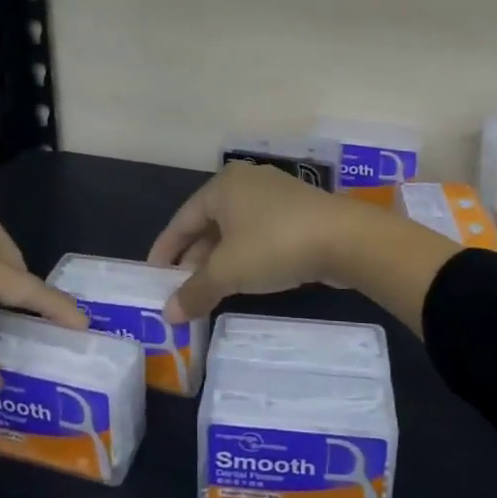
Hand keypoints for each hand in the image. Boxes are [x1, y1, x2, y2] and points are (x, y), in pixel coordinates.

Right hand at [151, 163, 459, 332]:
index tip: (152, 275)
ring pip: (235, 230)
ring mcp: (275, 195)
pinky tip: (243, 280)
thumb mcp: (228, 272)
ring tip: (207, 291)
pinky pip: (258, 234)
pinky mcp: (297, 212)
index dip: (165, 249)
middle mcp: (246, 182)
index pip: (182, 219)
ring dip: (219, 260)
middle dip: (192, 258)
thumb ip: (195, 291)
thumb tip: (168, 315)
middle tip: (179, 289)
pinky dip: (245, 256)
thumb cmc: (274, 245)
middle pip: (208, 223)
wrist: (344, 238)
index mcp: (223, 186)